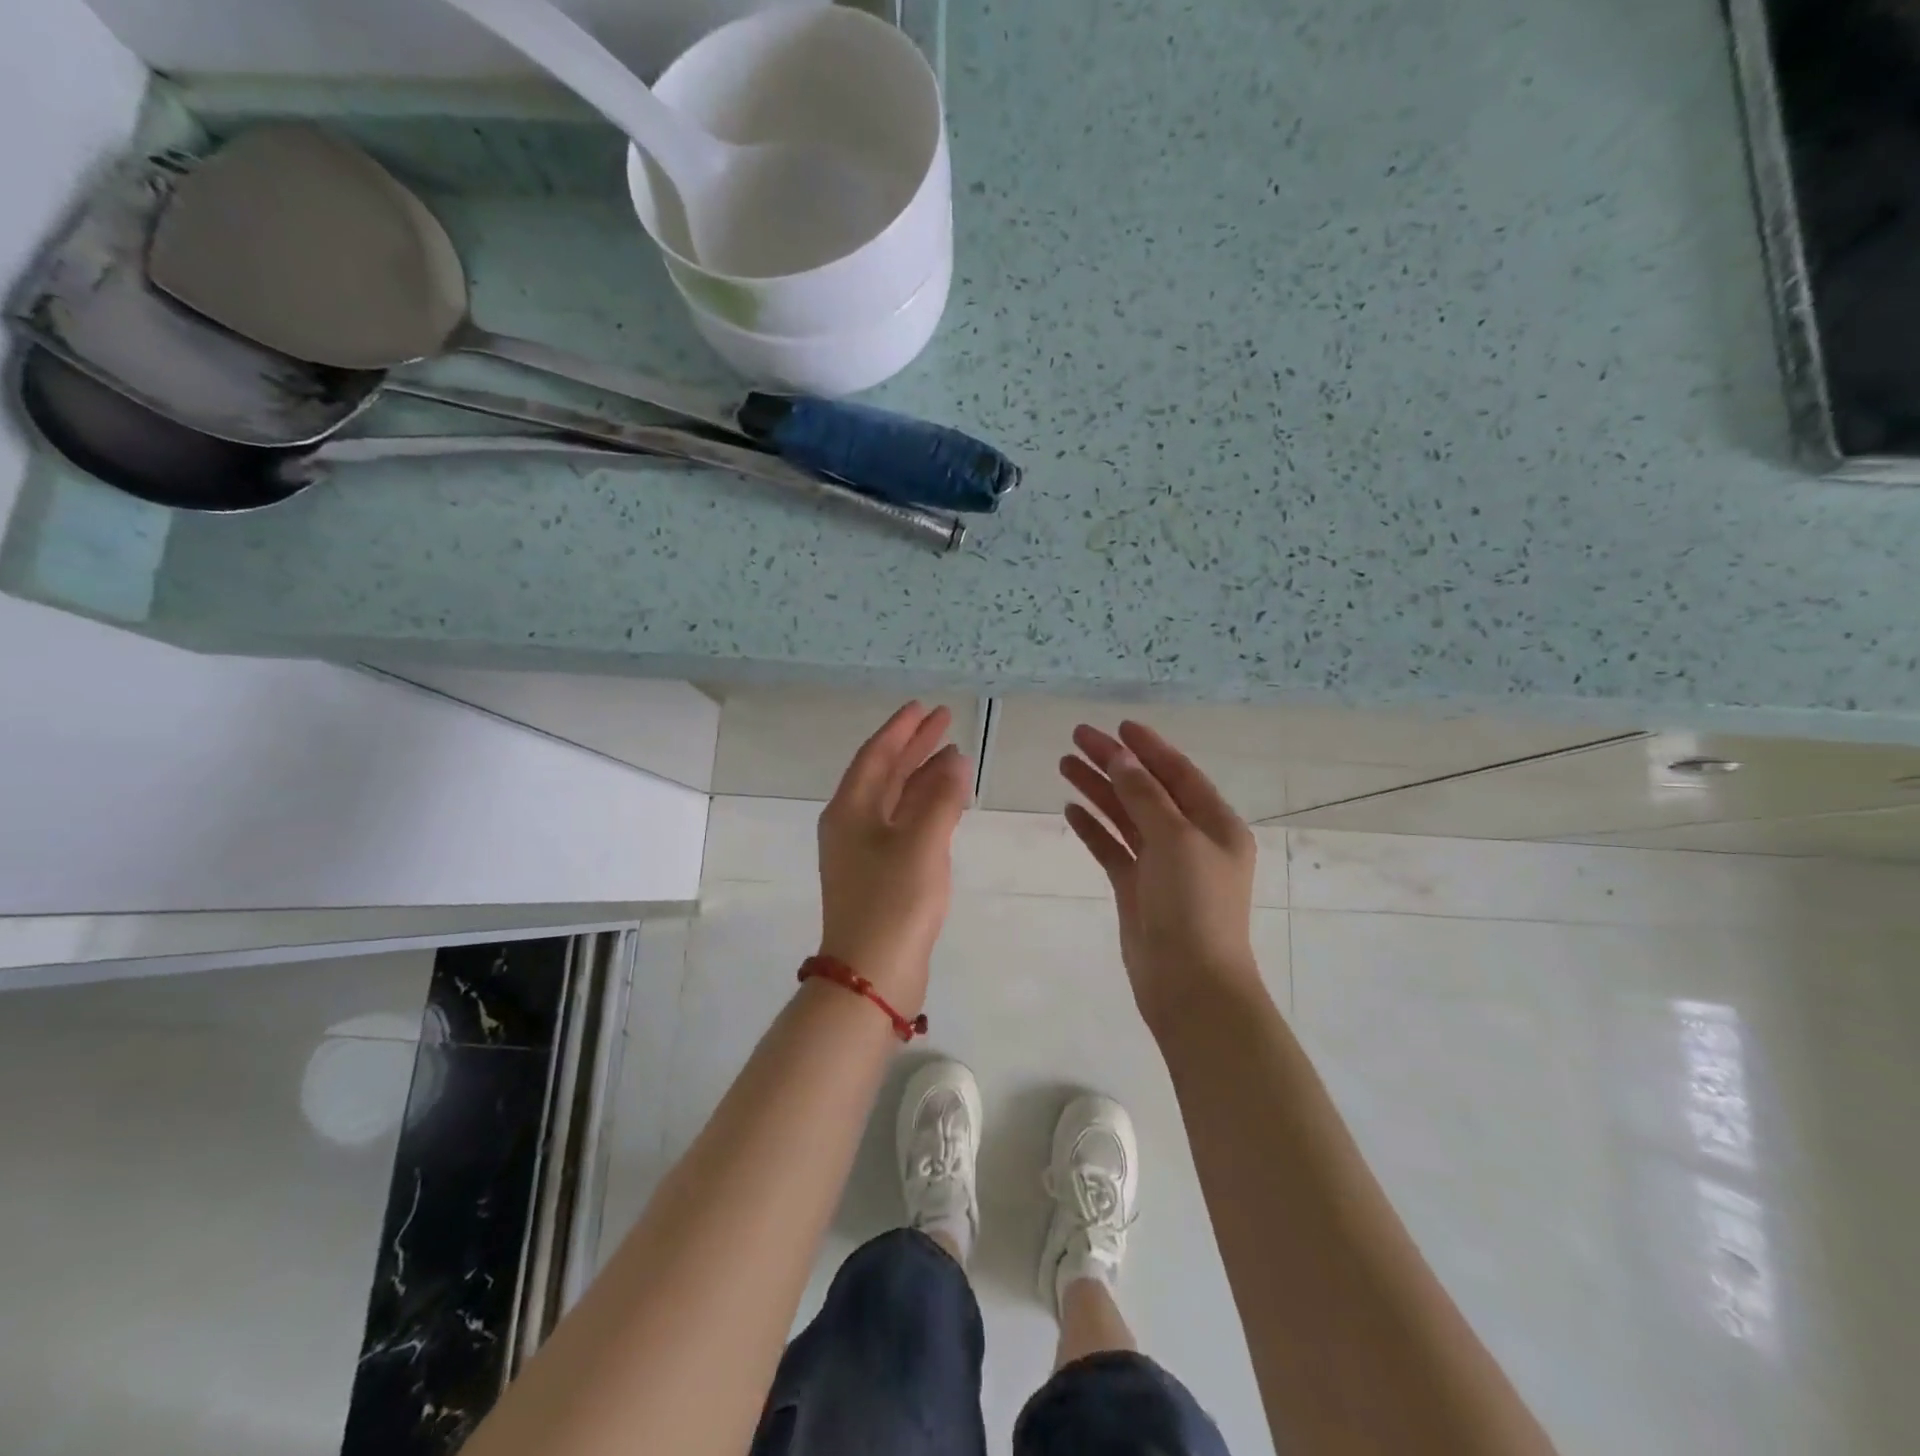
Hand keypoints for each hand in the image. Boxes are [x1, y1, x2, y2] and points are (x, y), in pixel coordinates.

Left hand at [816, 702, 972, 1013]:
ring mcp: (865, 851)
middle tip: (945, 722)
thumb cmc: (893, 901)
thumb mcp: (921, 843)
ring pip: (896, 800)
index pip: (876, 755)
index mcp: (850, 809)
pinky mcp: (881, 874)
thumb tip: (955, 759)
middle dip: (914, 747)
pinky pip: (904, 825)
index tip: (924, 708)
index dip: (901, 729)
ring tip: (954, 756)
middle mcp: (852, 824)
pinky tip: (948, 803)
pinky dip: (925, 808)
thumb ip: (941, 797)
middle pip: (885, 773)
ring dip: (923, 777)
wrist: (872, 974)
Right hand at [1059, 720, 1261, 1027]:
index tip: (1117, 726)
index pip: (1178, 773)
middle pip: (1146, 790)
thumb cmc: (1194, 906)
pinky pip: (1113, 848)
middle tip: (1076, 738)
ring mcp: (1162, 866)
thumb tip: (1122, 759)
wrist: (1189, 985)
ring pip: (1126, 817)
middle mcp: (1191, 840)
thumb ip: (1145, 796)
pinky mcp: (1138, 889)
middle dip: (1114, 763)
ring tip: (1064, 765)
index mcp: (1215, 824)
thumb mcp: (1175, 840)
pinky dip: (1094, 828)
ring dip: (1099, 790)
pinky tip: (1071, 809)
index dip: (1148, 747)